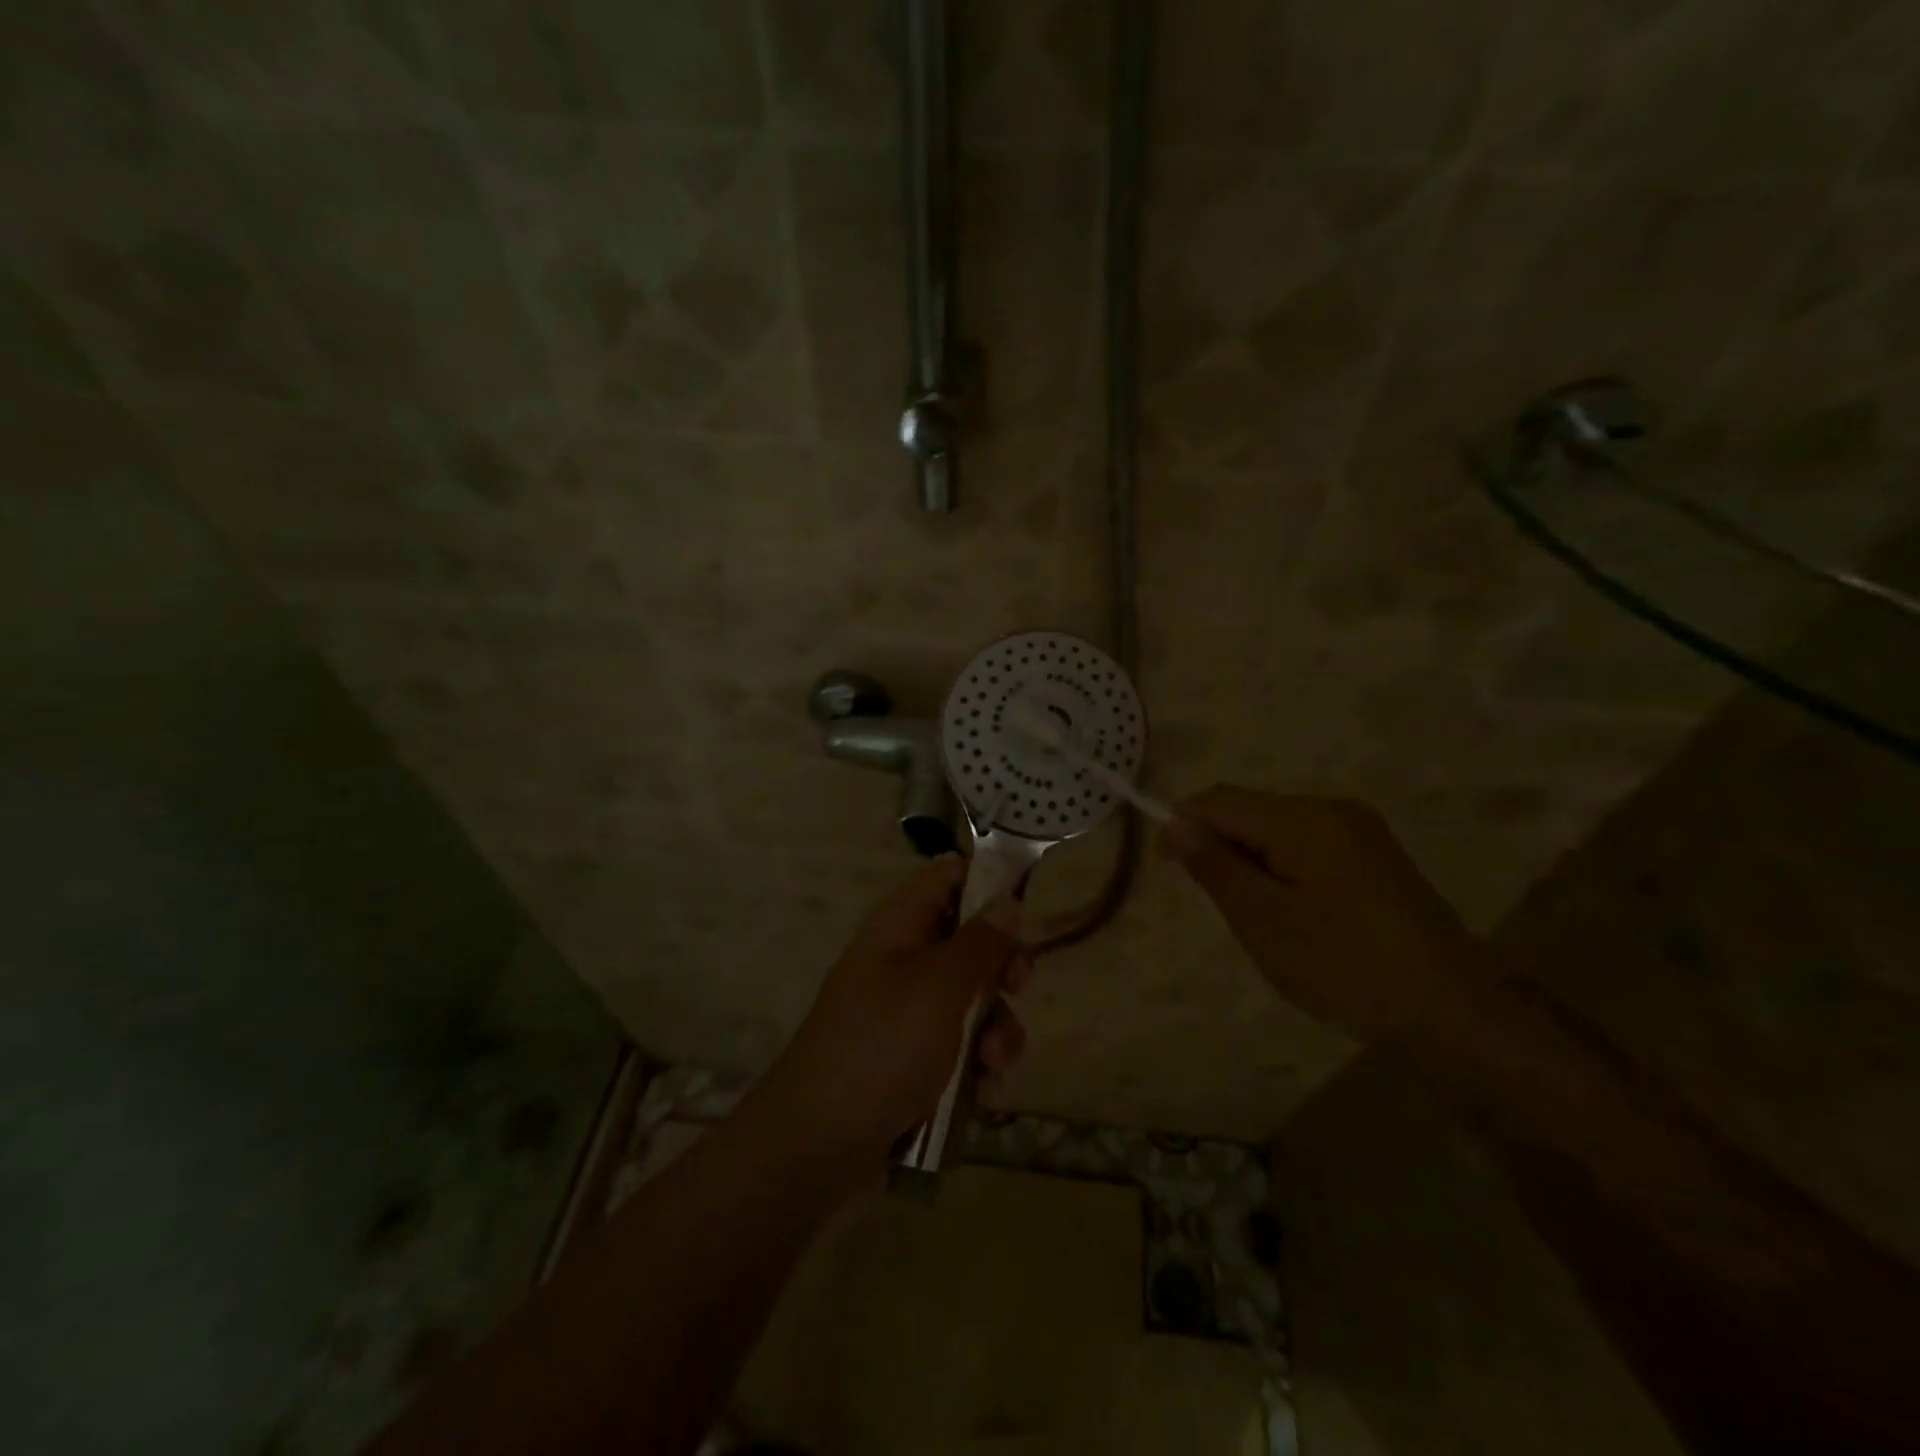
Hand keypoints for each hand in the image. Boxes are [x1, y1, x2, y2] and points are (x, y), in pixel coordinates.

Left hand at [763, 856, 1031, 1169]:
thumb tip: (1008, 900)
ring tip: (993, 1062)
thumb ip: (980, 942)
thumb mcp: (940, 987)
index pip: (948, 877)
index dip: (988, 882)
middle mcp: (904, 961)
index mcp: (900, 926)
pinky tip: (982, 1093)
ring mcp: (908, 1013)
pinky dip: (977, 1065)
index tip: (1027, 907)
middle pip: (970, 942)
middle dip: (1002, 969)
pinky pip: (961, 1047)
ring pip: (973, 1001)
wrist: (819, 1146)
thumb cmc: (882, 1047)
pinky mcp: (914, 1060)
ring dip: (995, 1029)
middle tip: (1018, 987)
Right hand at [1161, 786, 1487, 1042]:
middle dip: (1221, 846)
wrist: (1453, 1009)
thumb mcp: (1265, 921)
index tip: (1168, 869)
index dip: (1182, 826)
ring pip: (1277, 829)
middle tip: (1221, 907)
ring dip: (1251, 860)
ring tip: (1259, 917)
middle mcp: (1331, 810)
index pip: (1219, 801)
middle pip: (1250, 810)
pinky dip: (1283, 868)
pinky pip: (1307, 845)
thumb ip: (1216, 866)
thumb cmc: (1345, 965)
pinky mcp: (1374, 855)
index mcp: (1302, 820)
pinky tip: (1296, 913)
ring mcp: (1359, 830)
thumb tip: (1177, 822)